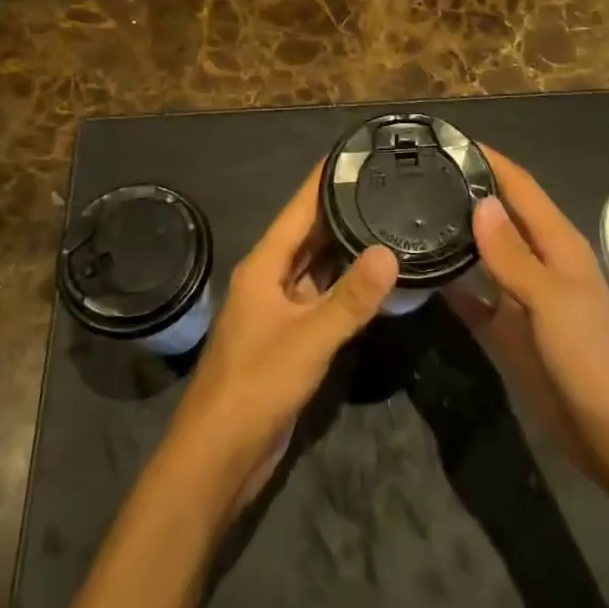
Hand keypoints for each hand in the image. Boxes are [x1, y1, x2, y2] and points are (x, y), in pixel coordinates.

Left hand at [164, 164, 397, 511]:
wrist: (218, 455)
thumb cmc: (257, 385)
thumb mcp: (309, 338)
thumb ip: (351, 298)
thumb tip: (390, 251)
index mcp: (264, 266)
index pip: (298, 208)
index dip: (324, 179)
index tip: (356, 152)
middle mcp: (269, 279)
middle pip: (309, 234)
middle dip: (341, 210)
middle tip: (386, 185)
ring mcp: (279, 310)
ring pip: (317, 268)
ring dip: (346, 249)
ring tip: (388, 222)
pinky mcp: (289, 338)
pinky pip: (321, 299)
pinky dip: (345, 287)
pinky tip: (375, 281)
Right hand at [445, 147, 608, 485]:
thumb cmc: (591, 360)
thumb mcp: (552, 301)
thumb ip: (513, 254)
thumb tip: (480, 201)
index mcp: (557, 244)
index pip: (519, 186)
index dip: (488, 160)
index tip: (446, 140)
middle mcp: (538, 262)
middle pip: (498, 215)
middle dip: (464, 191)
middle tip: (414, 174)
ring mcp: (521, 297)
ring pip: (482, 254)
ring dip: (454, 234)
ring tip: (408, 213)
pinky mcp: (508, 330)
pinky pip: (472, 297)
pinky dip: (449, 283)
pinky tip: (418, 273)